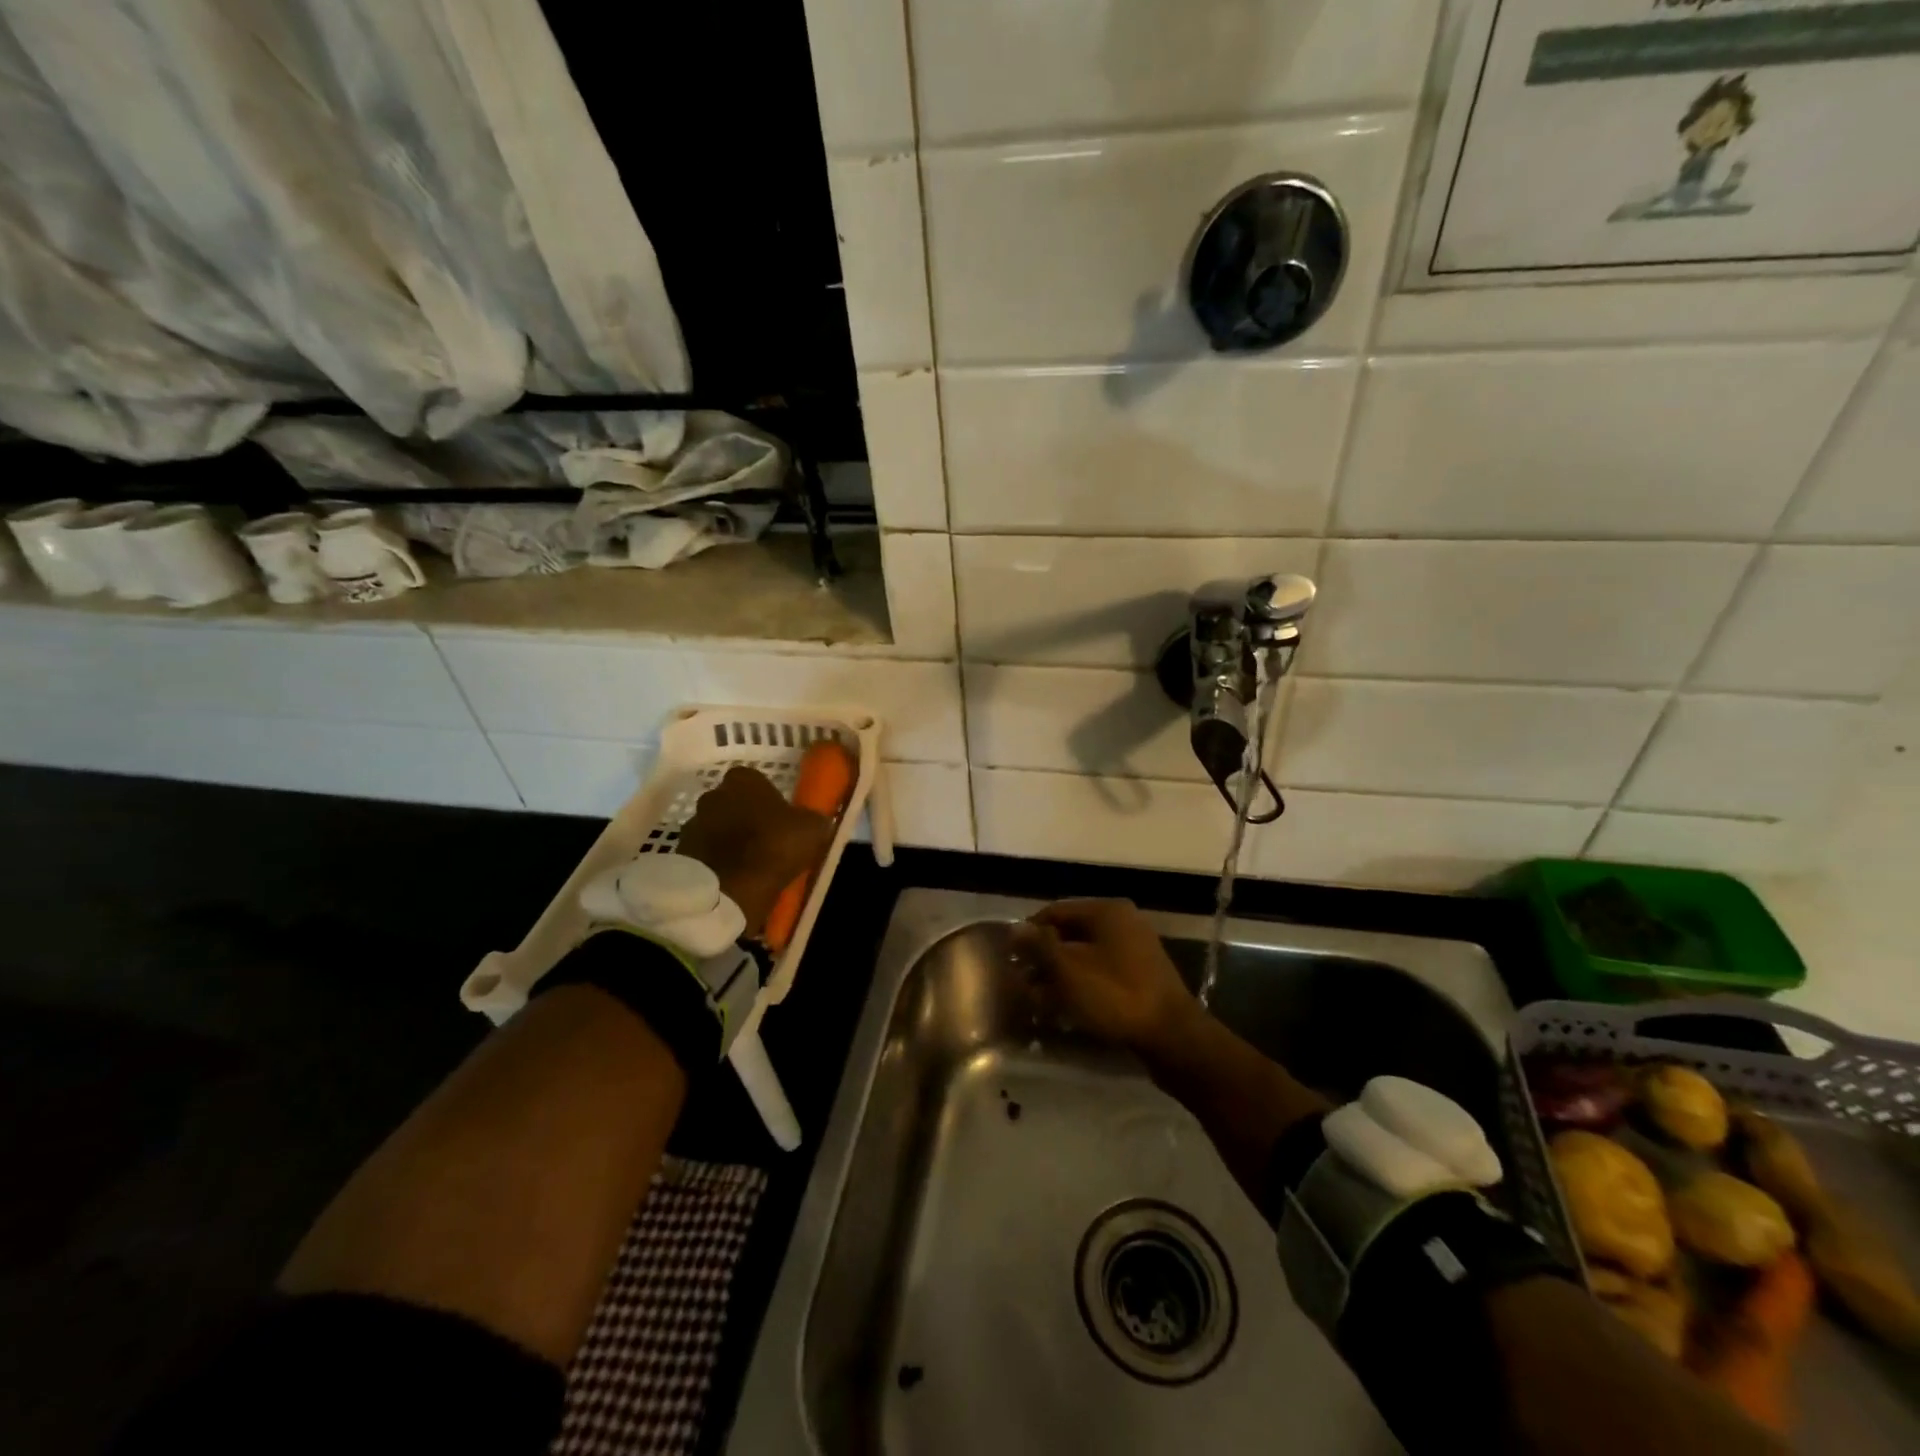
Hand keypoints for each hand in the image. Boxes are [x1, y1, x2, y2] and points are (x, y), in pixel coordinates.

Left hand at [675, 767, 833, 936]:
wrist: (728, 890)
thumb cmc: (774, 848)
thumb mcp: (812, 830)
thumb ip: (814, 819)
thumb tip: (816, 820)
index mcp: (743, 780)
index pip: (754, 780)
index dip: (767, 798)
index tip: (779, 817)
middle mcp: (713, 794)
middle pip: (731, 802)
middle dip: (743, 816)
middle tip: (763, 839)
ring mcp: (692, 823)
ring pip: (715, 827)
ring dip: (727, 839)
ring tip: (746, 863)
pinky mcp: (681, 852)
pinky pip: (703, 852)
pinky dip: (714, 861)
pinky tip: (731, 877)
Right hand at [1011, 899, 1203, 1066]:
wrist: (1172, 1036)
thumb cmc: (1115, 996)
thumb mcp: (1068, 971)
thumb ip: (1039, 947)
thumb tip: (1014, 927)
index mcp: (1106, 911)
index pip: (1055, 911)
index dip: (1029, 934)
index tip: (1011, 960)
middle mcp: (1122, 921)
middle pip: (1070, 933)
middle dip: (1045, 959)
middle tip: (1024, 984)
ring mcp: (1135, 948)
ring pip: (1085, 955)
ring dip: (1061, 975)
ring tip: (1041, 1001)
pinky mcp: (1141, 974)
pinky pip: (1102, 971)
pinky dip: (1082, 985)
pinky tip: (1067, 1008)